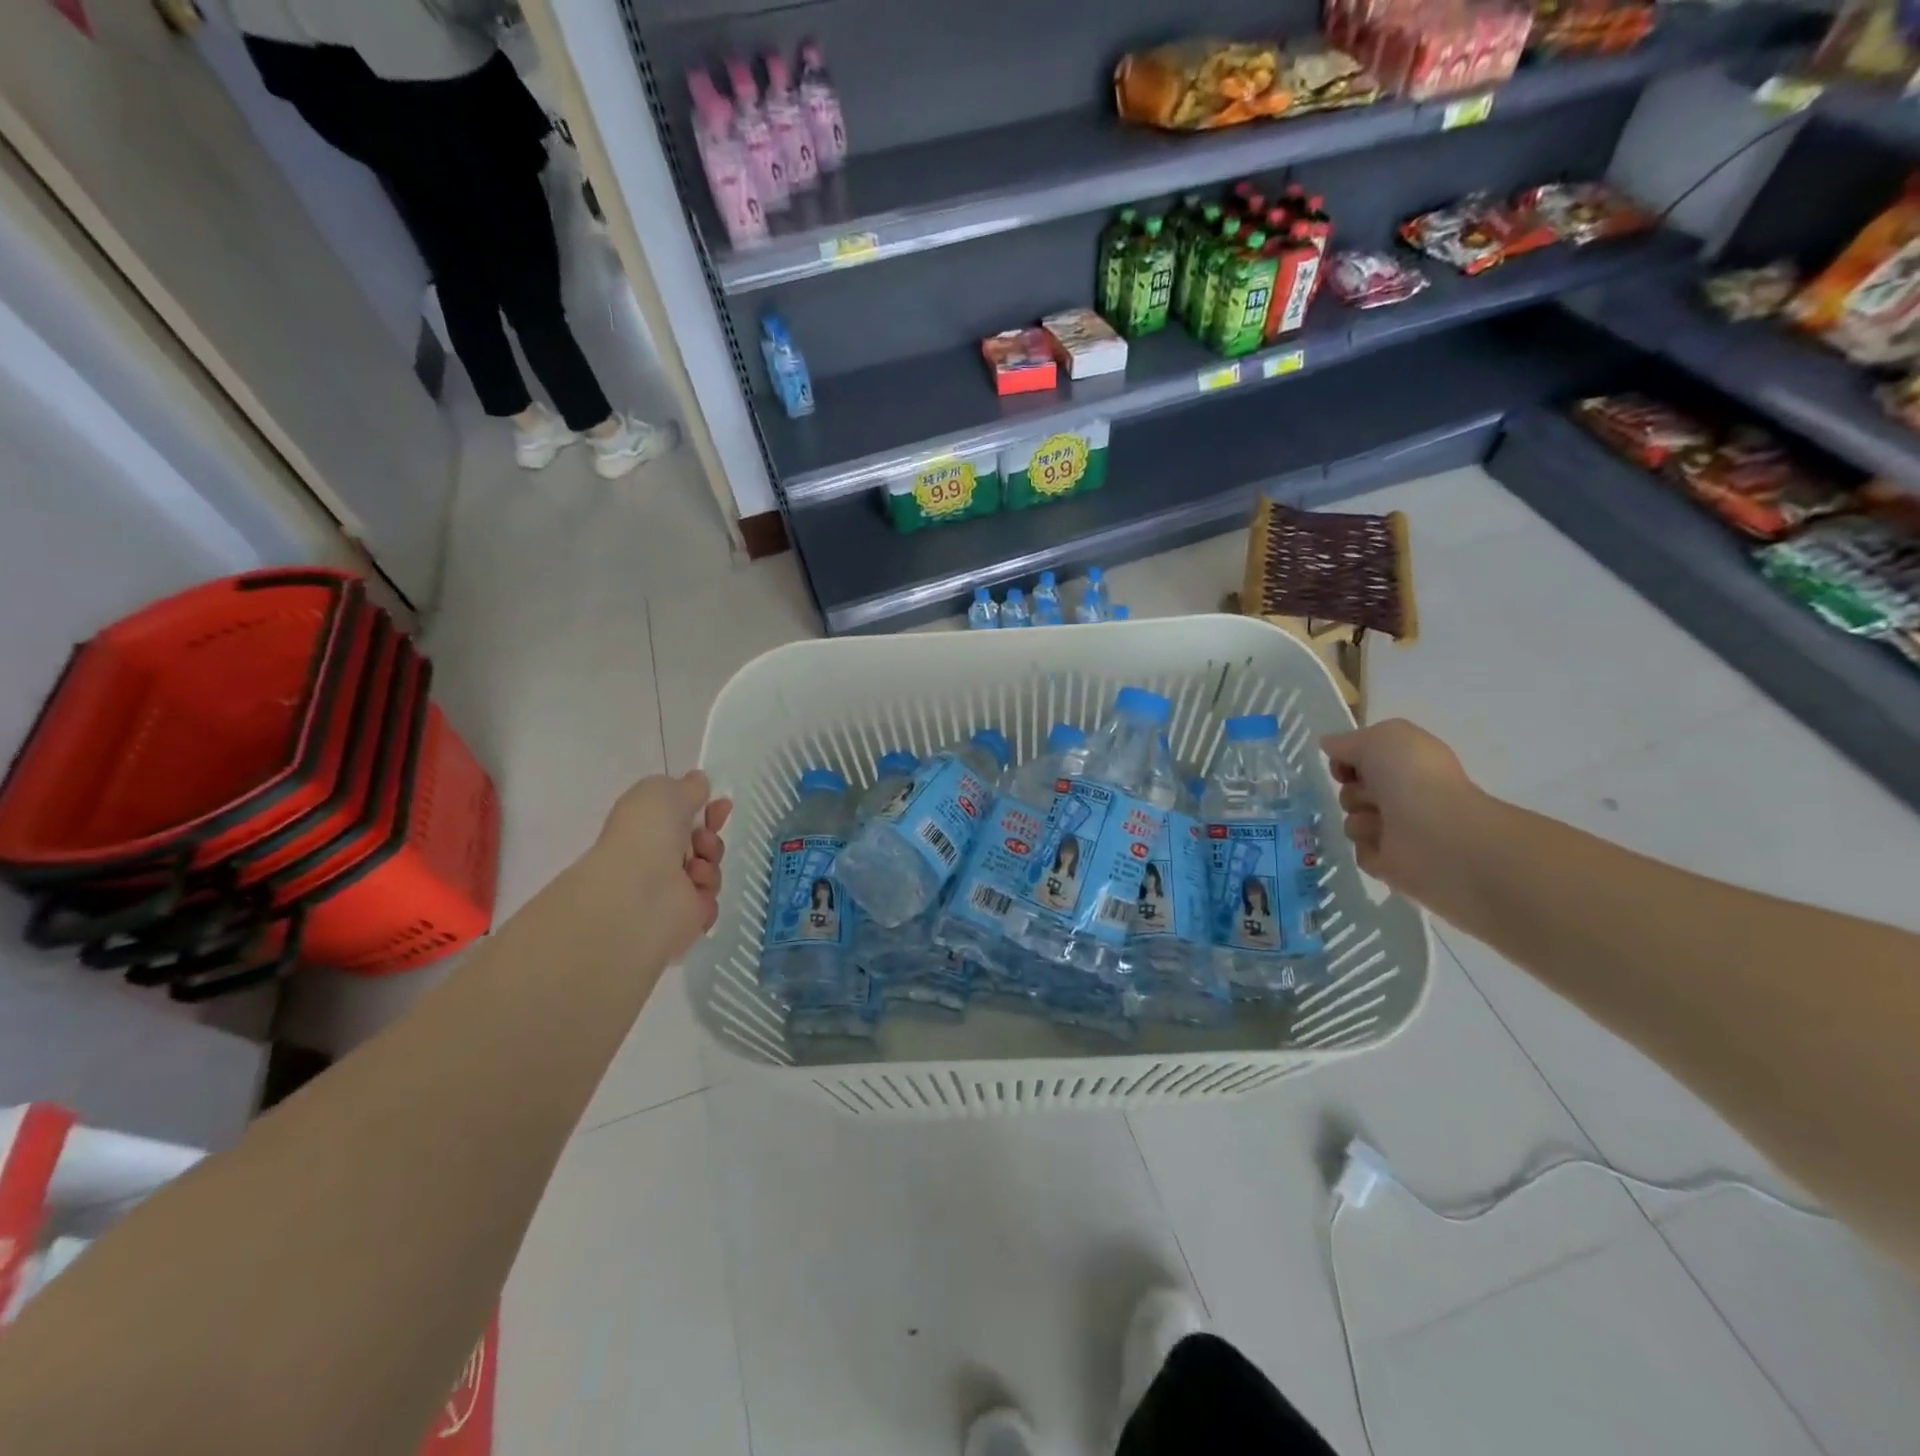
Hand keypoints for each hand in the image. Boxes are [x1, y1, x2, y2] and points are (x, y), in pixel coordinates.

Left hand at [591, 771, 732, 960]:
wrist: (637, 891)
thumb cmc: (646, 834)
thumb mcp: (664, 791)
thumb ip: (686, 786)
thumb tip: (698, 782)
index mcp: (646, 829)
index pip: (682, 816)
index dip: (705, 809)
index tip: (722, 804)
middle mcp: (656, 859)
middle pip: (701, 843)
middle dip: (711, 836)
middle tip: (704, 838)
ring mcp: (670, 890)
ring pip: (711, 869)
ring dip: (710, 860)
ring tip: (694, 865)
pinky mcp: (685, 918)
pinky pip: (711, 899)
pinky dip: (707, 889)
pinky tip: (694, 886)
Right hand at [1320, 719, 1484, 907]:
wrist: (1438, 832)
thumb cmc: (1412, 777)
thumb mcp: (1380, 737)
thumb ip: (1348, 740)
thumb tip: (1329, 745)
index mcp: (1408, 764)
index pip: (1362, 761)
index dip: (1347, 761)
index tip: (1344, 768)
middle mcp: (1404, 795)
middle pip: (1351, 791)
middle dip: (1353, 792)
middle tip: (1372, 796)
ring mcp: (1399, 830)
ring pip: (1352, 821)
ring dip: (1360, 820)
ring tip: (1383, 824)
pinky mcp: (1392, 863)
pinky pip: (1358, 851)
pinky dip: (1367, 846)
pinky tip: (1385, 845)